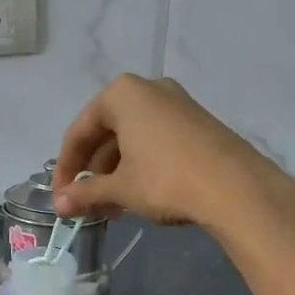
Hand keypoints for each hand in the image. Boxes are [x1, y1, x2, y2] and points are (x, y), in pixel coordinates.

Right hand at [51, 74, 294, 231]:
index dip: (66, 167)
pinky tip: (139, 195)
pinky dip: (141, 165)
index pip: (79, 131)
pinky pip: (156, 140)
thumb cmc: (165, 180)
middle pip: (107, 132)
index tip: (61, 196)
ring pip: (132, 138)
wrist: (236, 188)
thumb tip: (58, 205)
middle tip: (87, 202)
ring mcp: (178, 103)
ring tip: (112, 205)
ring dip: (116, 171)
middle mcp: (149, 89)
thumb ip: (85, 194)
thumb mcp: (120, 188)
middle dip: (93, 170)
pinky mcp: (198, 122)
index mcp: (122, 94)